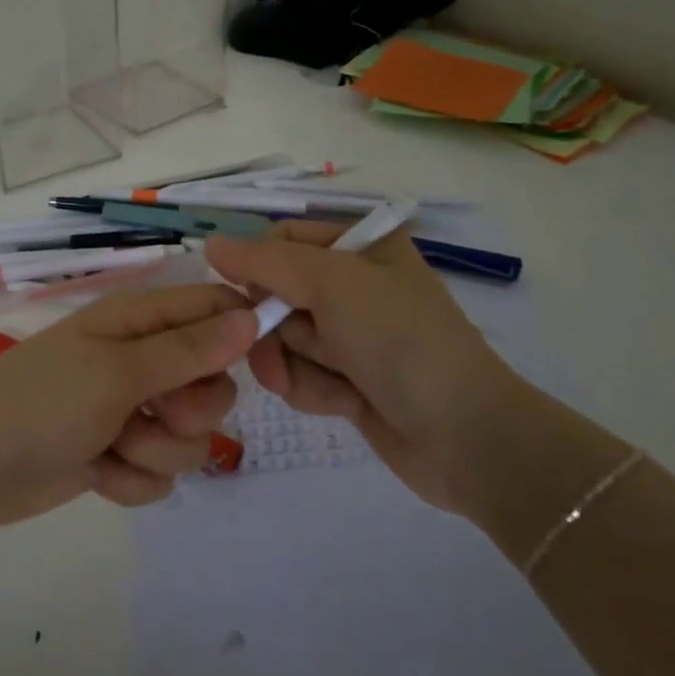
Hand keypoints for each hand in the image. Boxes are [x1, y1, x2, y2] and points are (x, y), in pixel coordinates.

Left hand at [0, 284, 255, 537]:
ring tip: (113, 447)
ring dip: (157, 449)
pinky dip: (132, 479)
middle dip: (193, 408)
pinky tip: (98, 475)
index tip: (258, 363)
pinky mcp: (116, 456)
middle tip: (155, 410)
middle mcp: (140, 361)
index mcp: (139, 321)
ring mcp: (128, 411)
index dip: (242, 331)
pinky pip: (158, 472)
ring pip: (189, 436)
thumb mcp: (119, 369)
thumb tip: (251, 315)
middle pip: (212, 382)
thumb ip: (189, 349)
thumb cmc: (41, 401)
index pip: (214, 308)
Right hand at [206, 222, 536, 521]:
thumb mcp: (333, 284)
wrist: (462, 435)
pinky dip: (315, 389)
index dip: (257, 268)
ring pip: (283, 339)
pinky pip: (301, 374)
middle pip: (275, 294)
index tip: (246, 297)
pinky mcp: (349, 378)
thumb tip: (211, 243)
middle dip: (277, 329)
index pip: (282, 240)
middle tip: (285, 350)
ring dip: (297, 365)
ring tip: (337, 382)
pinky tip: (347, 403)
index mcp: (361, 245)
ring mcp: (352, 334)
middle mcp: (354, 284)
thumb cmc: (400, 341)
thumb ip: (265, 262)